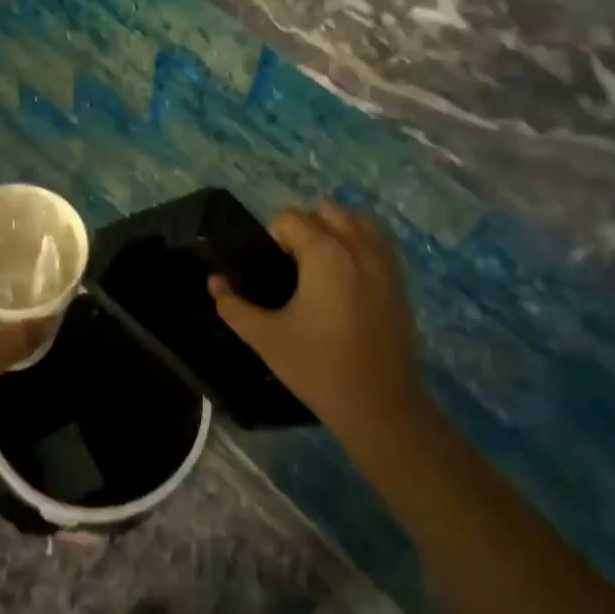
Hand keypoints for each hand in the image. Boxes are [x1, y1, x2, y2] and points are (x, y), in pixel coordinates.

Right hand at [209, 202, 422, 443]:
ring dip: (336, 229)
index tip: (273, 271)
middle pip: (325, 210)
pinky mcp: (400, 278)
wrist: (379, 403)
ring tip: (322, 266)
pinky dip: (361, 242)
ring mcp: (384, 260)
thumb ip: (233, 306)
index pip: (290, 217)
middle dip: (305, 228)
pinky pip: (379, 240)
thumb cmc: (317, 366)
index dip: (274, 237)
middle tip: (295, 268)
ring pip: (356, 219)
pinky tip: (348, 276)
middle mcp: (356, 245)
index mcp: (323, 253)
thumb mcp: (264, 338)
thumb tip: (214, 282)